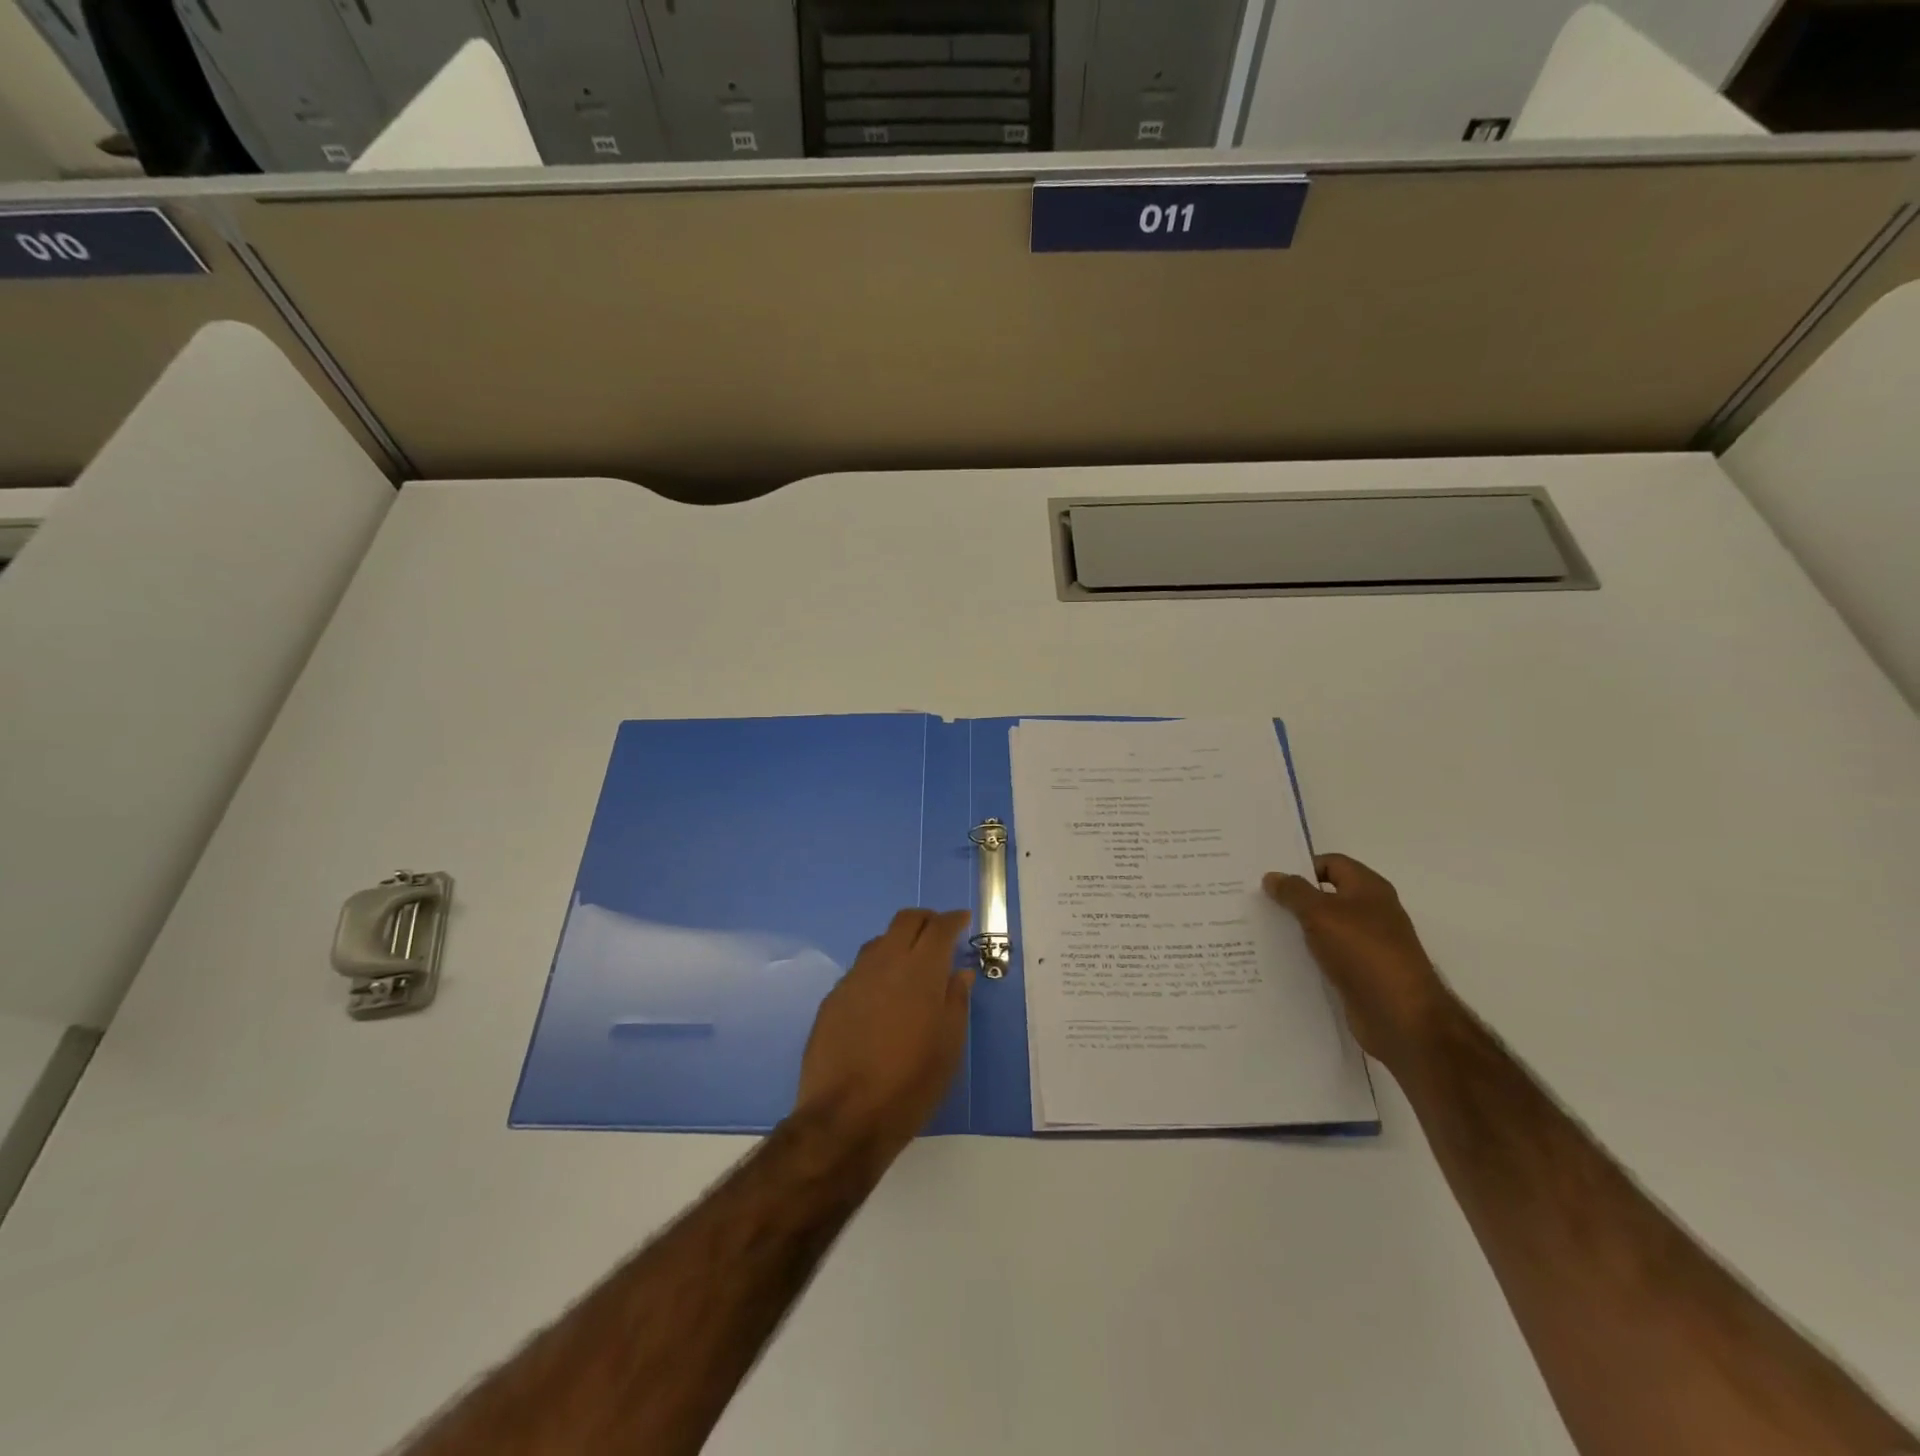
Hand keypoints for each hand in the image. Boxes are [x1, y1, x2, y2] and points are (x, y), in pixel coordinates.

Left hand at [792, 908, 974, 1173]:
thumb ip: (956, 1001)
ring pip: (880, 941)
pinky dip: (878, 968)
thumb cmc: (911, 1083)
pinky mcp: (833, 997)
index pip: (939, 927)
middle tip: (939, 933)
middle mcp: (886, 962)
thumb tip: (960, 972)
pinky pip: (861, 968)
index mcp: (921, 970)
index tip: (962, 921)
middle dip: (925, 920)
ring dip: (899, 942)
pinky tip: (882, 995)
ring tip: (911, 965)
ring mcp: (855, 977)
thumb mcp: (949, 1046)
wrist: (845, 1116)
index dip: (953, 919)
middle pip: (905, 920)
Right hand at [1263, 853, 1455, 1069]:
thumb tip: (1272, 876)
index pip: (1331, 863)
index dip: (1301, 867)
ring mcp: (1368, 944)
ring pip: (1325, 927)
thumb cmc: (1363, 952)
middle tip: (1257, 902)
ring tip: (1262, 931)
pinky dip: (1308, 955)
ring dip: (1298, 928)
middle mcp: (1371, 912)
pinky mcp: (1361, 973)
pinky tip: (1282, 961)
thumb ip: (1293, 892)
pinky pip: (1328, 955)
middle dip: (1294, 898)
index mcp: (1369, 888)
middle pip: (1326, 895)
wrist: (1401, 1015)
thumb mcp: (1320, 913)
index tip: (1270, 880)